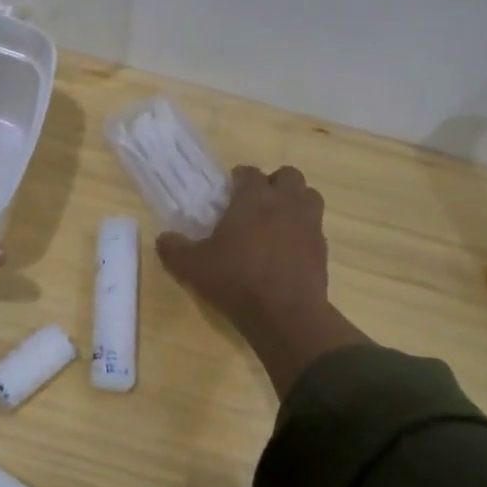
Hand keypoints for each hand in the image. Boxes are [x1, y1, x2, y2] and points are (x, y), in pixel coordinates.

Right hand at [157, 165, 366, 398]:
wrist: (285, 314)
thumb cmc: (236, 279)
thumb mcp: (194, 266)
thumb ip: (175, 249)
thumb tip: (163, 238)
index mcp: (254, 198)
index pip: (249, 172)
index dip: (238, 179)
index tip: (228, 192)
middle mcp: (285, 202)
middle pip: (288, 175)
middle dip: (274, 183)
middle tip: (257, 202)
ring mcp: (309, 224)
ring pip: (309, 196)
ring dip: (295, 201)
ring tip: (277, 220)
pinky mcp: (322, 248)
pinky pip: (315, 228)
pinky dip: (303, 231)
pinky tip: (288, 250)